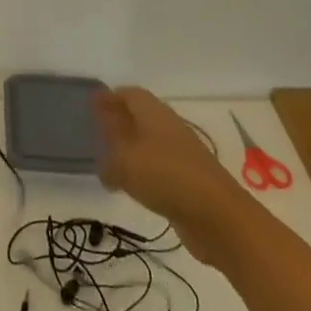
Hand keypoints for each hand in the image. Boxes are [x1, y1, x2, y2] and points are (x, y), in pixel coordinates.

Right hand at [94, 87, 231, 243]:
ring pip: (148, 144)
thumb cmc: (166, 176)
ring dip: (129, 149)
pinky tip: (130, 187)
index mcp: (153, 113)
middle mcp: (168, 128)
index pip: (129, 94)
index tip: (91, 104)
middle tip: (97, 130)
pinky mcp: (188, 181)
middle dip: (118, 121)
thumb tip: (105, 162)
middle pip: (140, 117)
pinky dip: (141, 172)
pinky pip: (157, 168)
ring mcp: (181, 155)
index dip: (110, 97)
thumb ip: (108, 160)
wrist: (219, 216)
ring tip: (109, 160)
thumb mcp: (125, 163)